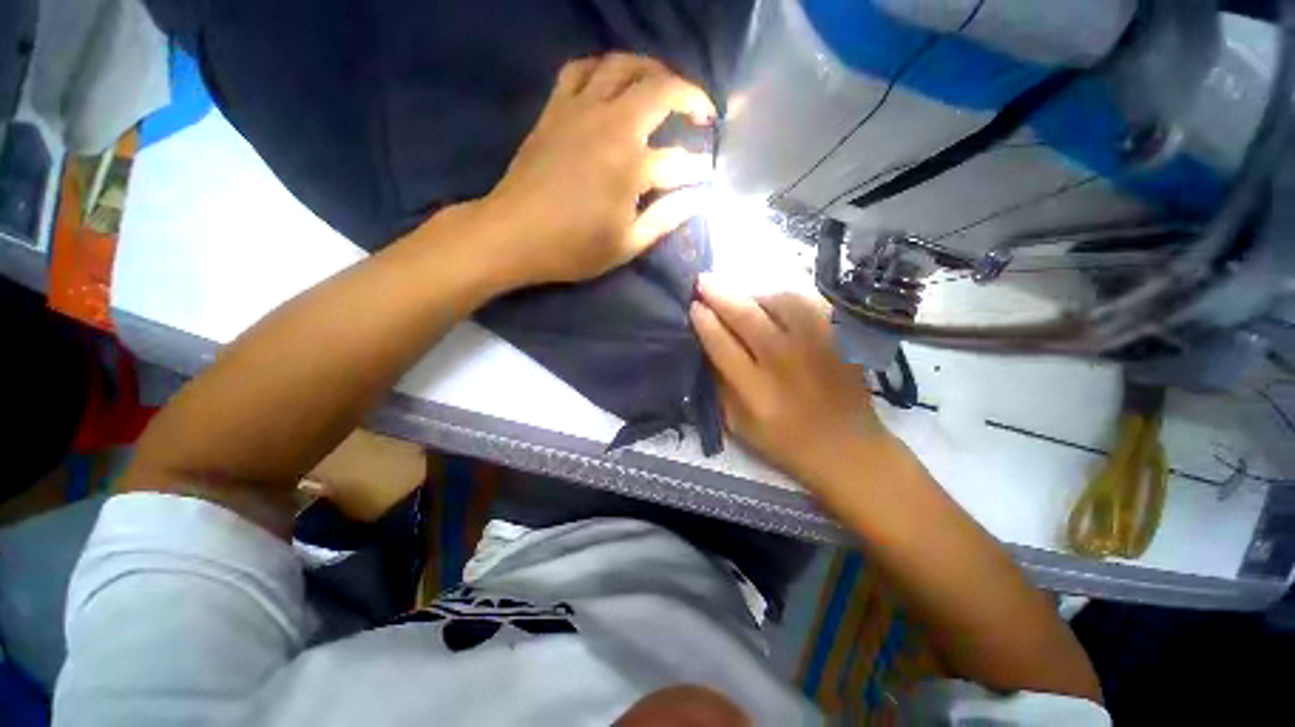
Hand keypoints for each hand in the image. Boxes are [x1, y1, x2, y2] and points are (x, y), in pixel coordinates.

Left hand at [480, 53, 715, 286]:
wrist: (513, 235)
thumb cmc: (573, 248)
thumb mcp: (627, 244)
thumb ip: (666, 218)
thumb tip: (698, 198)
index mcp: (631, 166)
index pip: (680, 161)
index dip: (699, 170)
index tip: (706, 178)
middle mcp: (610, 125)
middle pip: (660, 89)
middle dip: (691, 98)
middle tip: (701, 116)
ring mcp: (580, 111)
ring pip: (623, 65)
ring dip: (653, 70)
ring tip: (666, 89)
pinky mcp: (555, 110)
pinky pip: (580, 69)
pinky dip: (603, 68)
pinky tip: (612, 83)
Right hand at [690, 274, 894, 486]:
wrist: (846, 447)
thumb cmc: (784, 441)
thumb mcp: (738, 425)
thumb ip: (720, 384)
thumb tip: (706, 344)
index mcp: (757, 393)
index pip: (722, 345)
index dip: (704, 321)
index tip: (693, 306)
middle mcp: (786, 364)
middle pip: (747, 317)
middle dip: (720, 295)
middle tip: (702, 281)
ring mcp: (818, 346)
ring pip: (779, 302)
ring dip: (753, 293)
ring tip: (740, 295)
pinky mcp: (841, 338)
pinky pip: (809, 303)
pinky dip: (786, 297)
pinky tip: (774, 301)